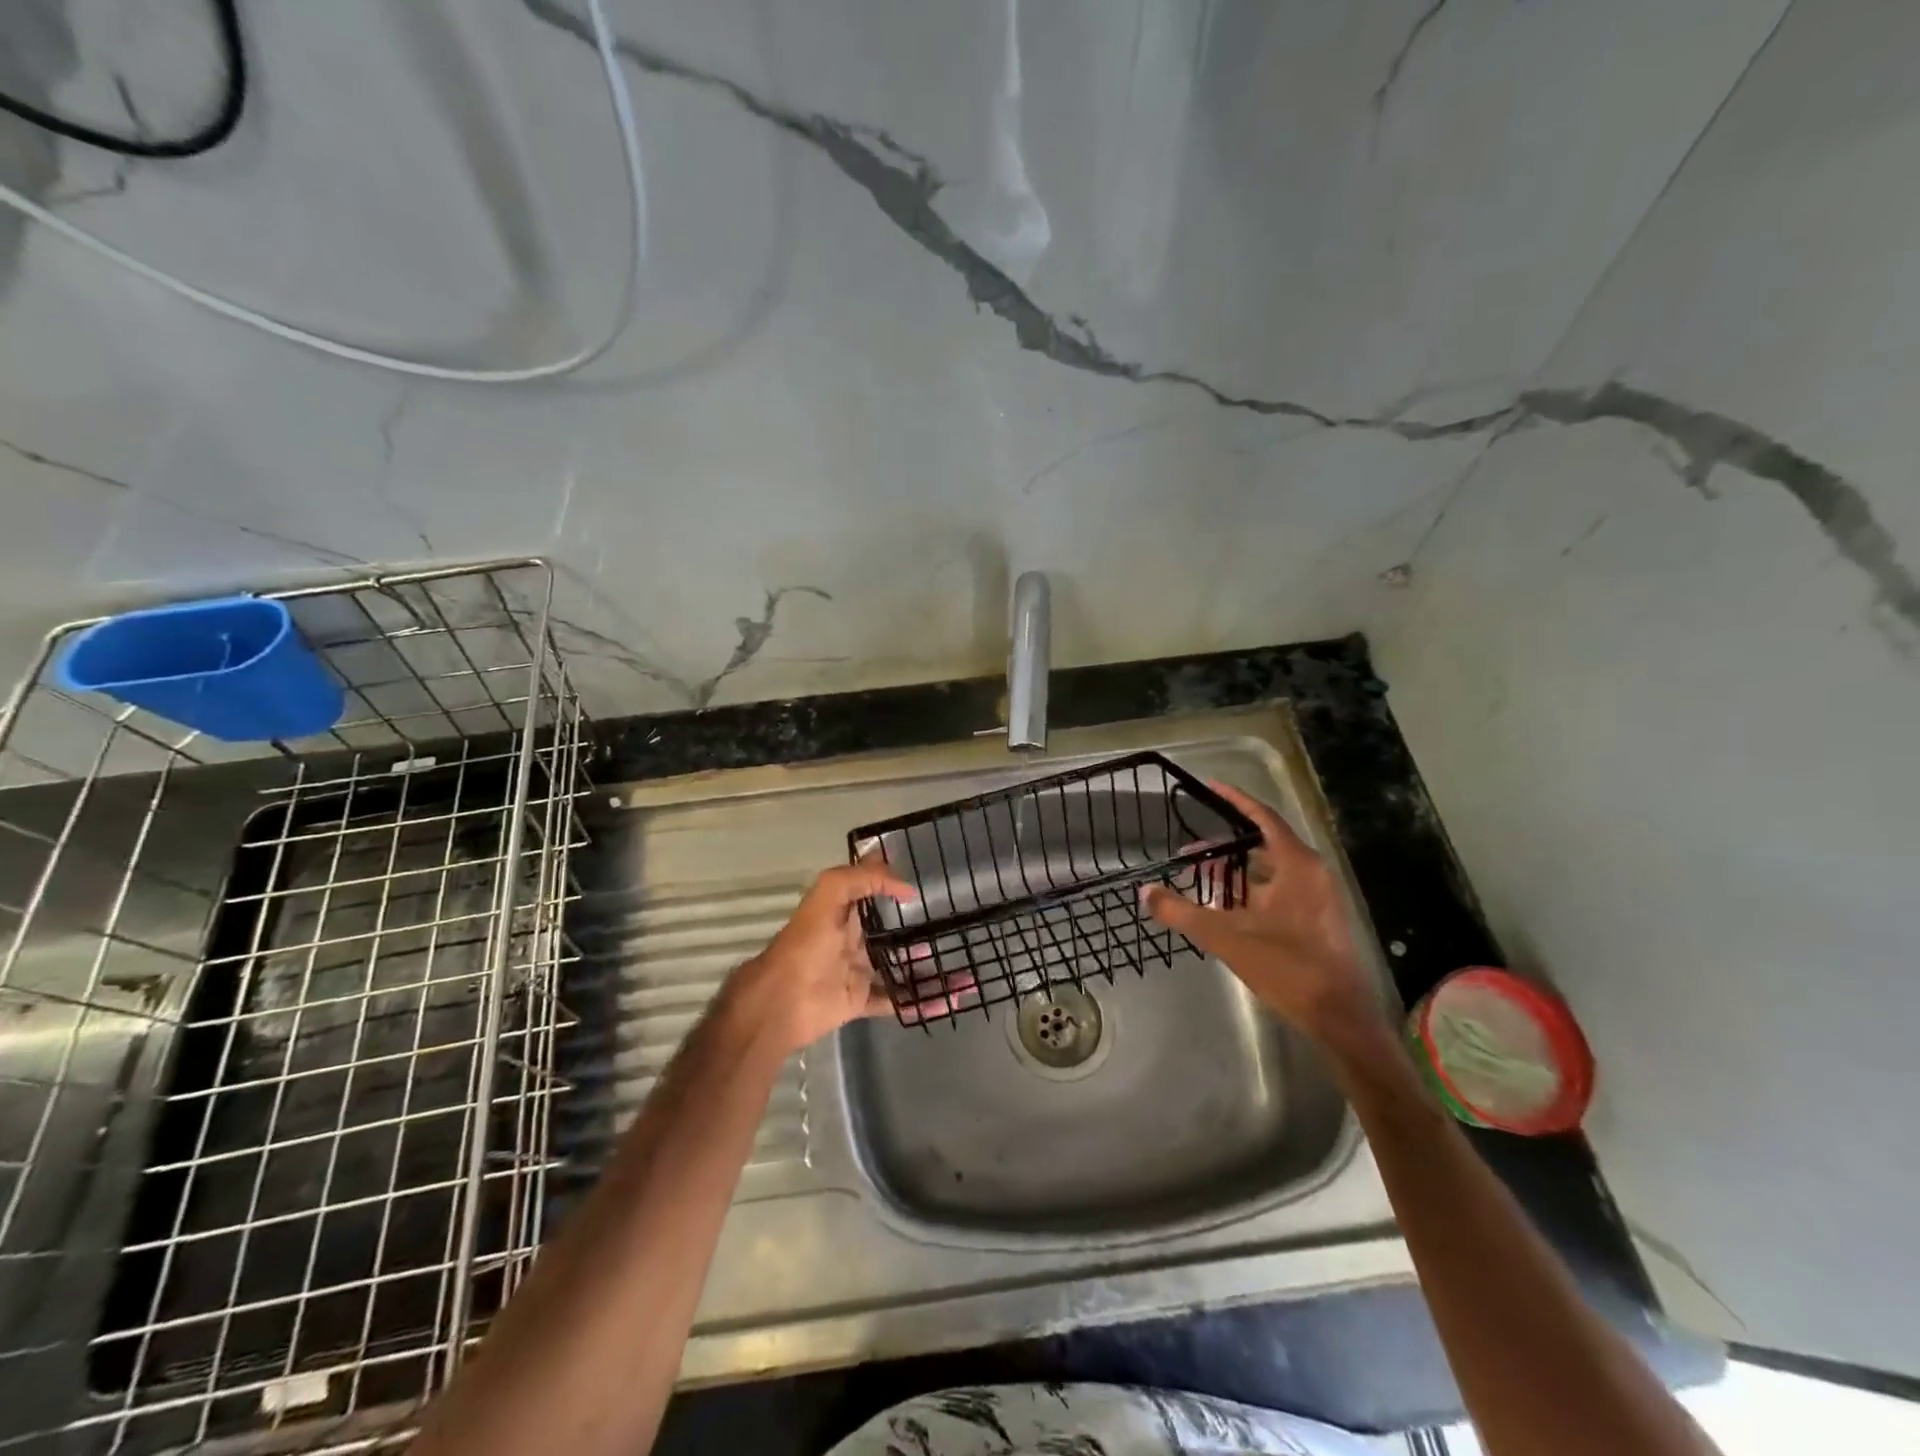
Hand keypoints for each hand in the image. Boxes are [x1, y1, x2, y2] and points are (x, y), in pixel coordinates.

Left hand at [722, 856, 959, 1056]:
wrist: (780, 1002)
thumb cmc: (805, 944)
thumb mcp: (828, 895)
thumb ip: (863, 880)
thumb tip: (905, 887)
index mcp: (843, 911)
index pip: (870, 888)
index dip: (892, 880)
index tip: (925, 877)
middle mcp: (852, 939)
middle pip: (891, 931)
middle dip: (918, 928)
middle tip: (954, 925)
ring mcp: (857, 972)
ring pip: (899, 967)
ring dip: (928, 968)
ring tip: (963, 967)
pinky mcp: (860, 1001)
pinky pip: (896, 1000)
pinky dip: (921, 1001)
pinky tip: (947, 1000)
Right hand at [1142, 782, 1386, 1053]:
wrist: (1339, 1015)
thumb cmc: (1287, 966)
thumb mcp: (1226, 936)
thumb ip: (1181, 912)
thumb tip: (1146, 892)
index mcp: (1296, 864)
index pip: (1262, 817)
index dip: (1235, 800)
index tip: (1209, 786)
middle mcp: (1311, 872)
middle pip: (1264, 842)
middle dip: (1225, 844)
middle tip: (1191, 851)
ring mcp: (1318, 896)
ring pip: (1271, 869)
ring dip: (1237, 870)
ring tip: (1203, 878)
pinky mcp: (1318, 918)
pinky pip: (1280, 888)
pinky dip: (1252, 889)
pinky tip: (1227, 907)